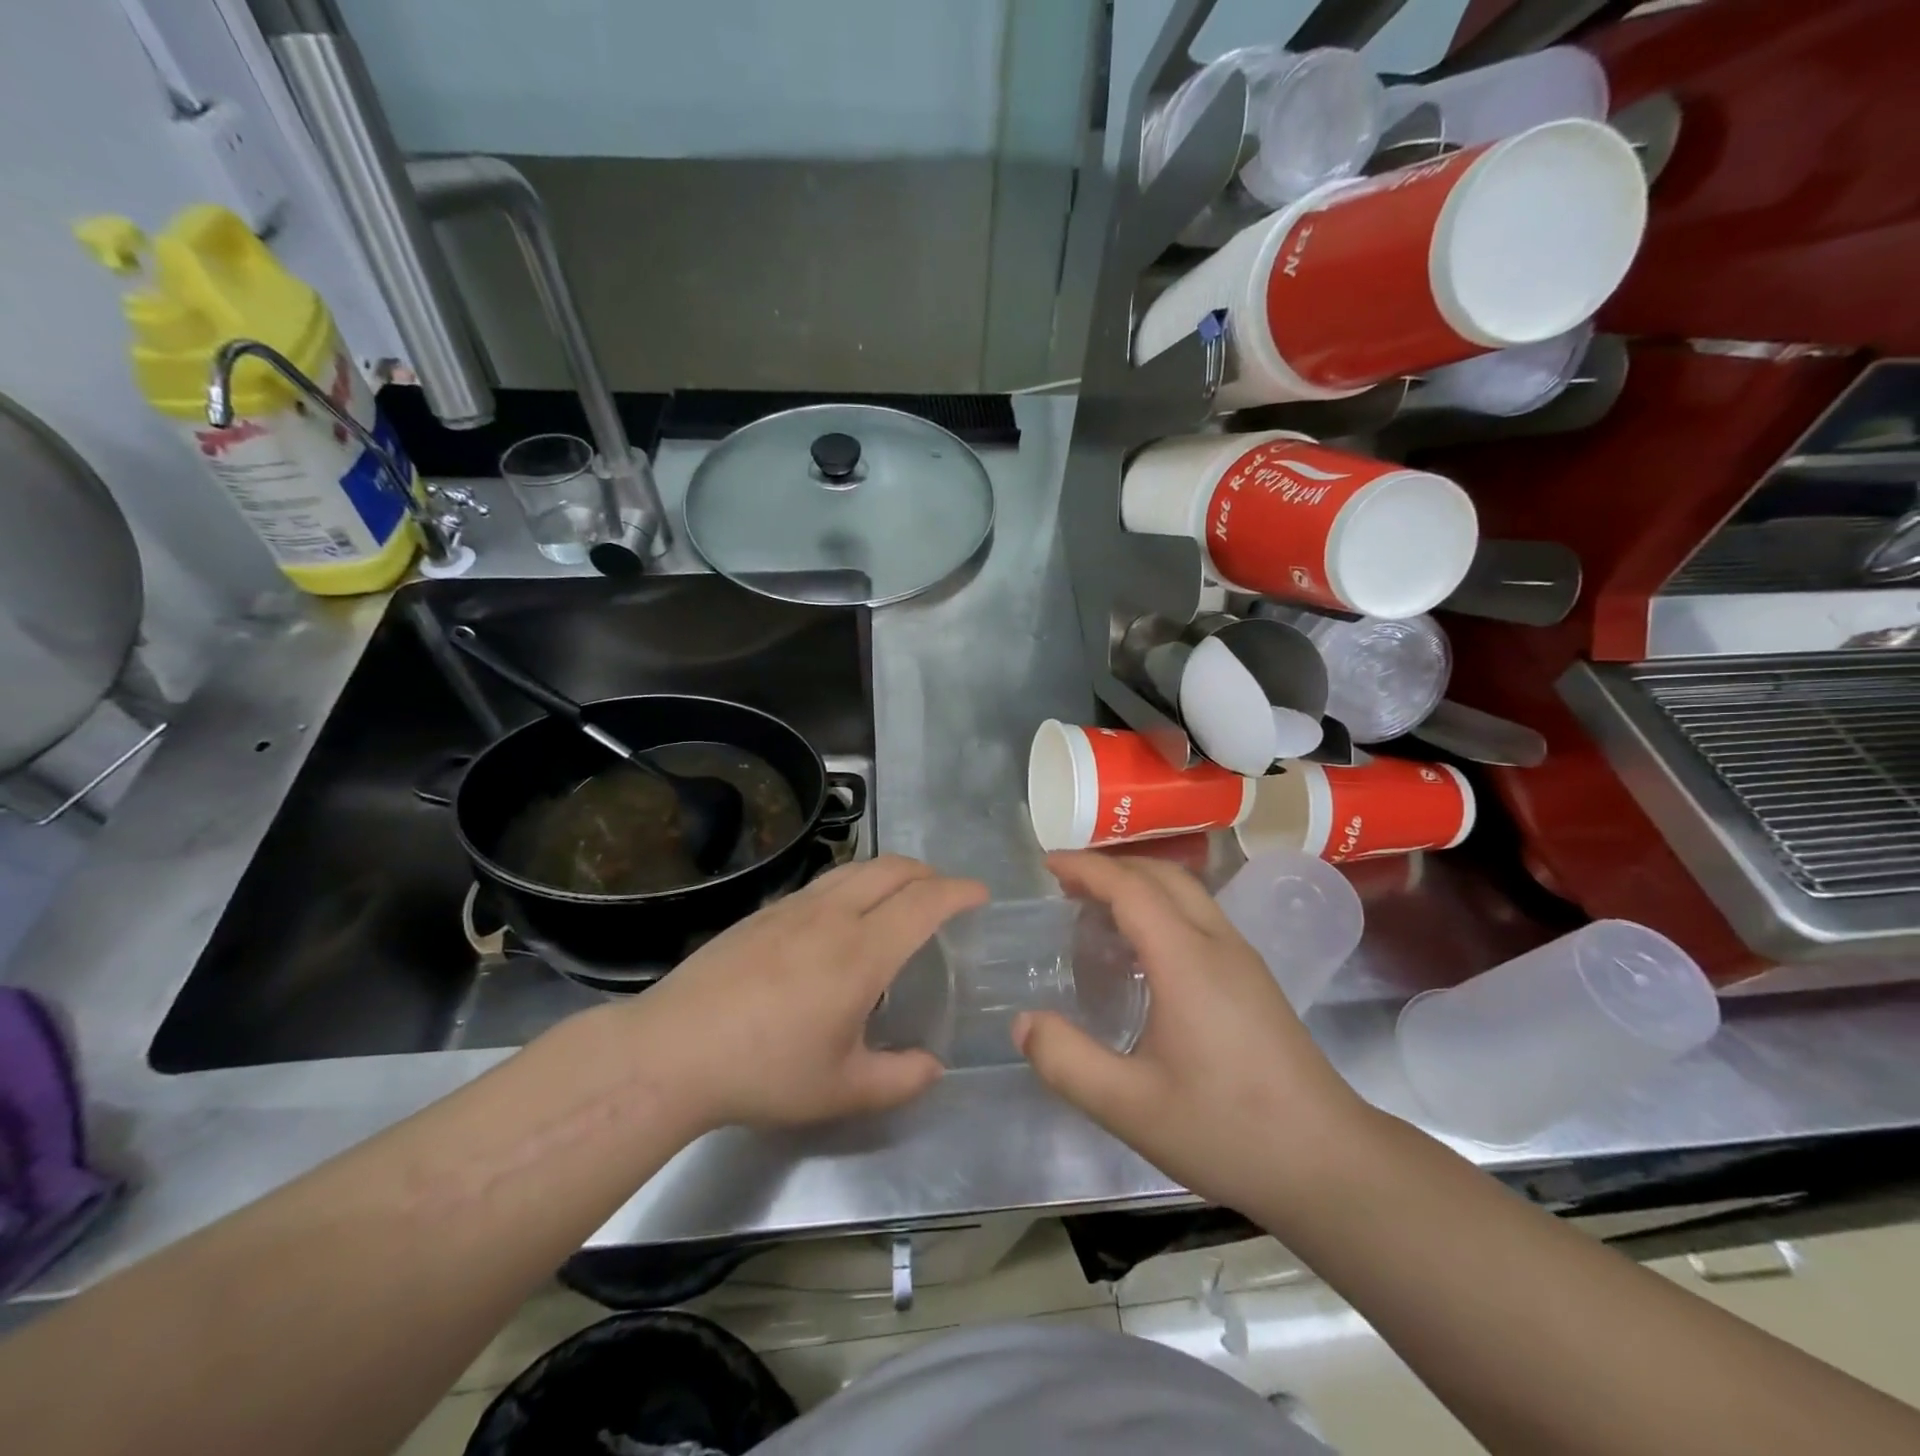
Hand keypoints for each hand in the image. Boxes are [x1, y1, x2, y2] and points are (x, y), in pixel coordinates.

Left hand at [626, 855, 986, 1130]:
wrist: (672, 1051)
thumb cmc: (765, 1071)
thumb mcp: (841, 1090)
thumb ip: (899, 1079)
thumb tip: (934, 1066)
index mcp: (862, 952)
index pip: (925, 901)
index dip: (959, 891)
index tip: (980, 894)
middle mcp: (832, 915)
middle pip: (893, 868)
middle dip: (929, 872)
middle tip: (945, 894)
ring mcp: (793, 907)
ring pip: (856, 867)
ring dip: (891, 872)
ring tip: (900, 898)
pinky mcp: (764, 912)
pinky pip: (825, 881)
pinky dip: (855, 883)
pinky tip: (843, 918)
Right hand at [1014, 851, 1369, 1211]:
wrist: (1330, 1163)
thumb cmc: (1228, 1130)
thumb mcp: (1131, 1107)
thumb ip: (1068, 1062)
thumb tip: (1023, 1022)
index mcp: (1187, 960)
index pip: (1130, 888)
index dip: (1087, 868)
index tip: (1047, 863)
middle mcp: (1218, 944)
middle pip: (1163, 876)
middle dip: (1112, 866)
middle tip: (1066, 883)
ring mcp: (1243, 959)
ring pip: (1187, 893)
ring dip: (1139, 884)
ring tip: (1096, 909)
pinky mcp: (1255, 980)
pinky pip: (1200, 917)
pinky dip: (1161, 907)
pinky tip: (1143, 951)